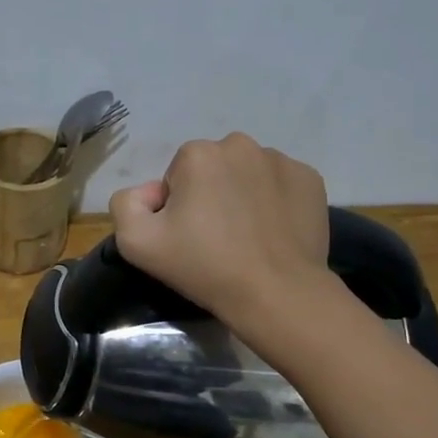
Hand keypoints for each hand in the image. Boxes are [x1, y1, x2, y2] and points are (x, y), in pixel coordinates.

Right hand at [108, 133, 330, 324]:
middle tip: (216, 239)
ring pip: (248, 174)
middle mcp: (240, 144)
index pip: (176, 177)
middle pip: (213, 170)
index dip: (177, 208)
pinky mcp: (311, 179)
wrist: (276, 293)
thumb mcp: (136, 243)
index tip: (188, 238)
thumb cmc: (204, 266)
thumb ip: (126, 204)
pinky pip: (280, 185)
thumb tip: (150, 193)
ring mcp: (281, 160)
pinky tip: (273, 233)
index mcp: (197, 154)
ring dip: (243, 196)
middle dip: (210, 195)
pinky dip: (274, 202)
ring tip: (247, 237)